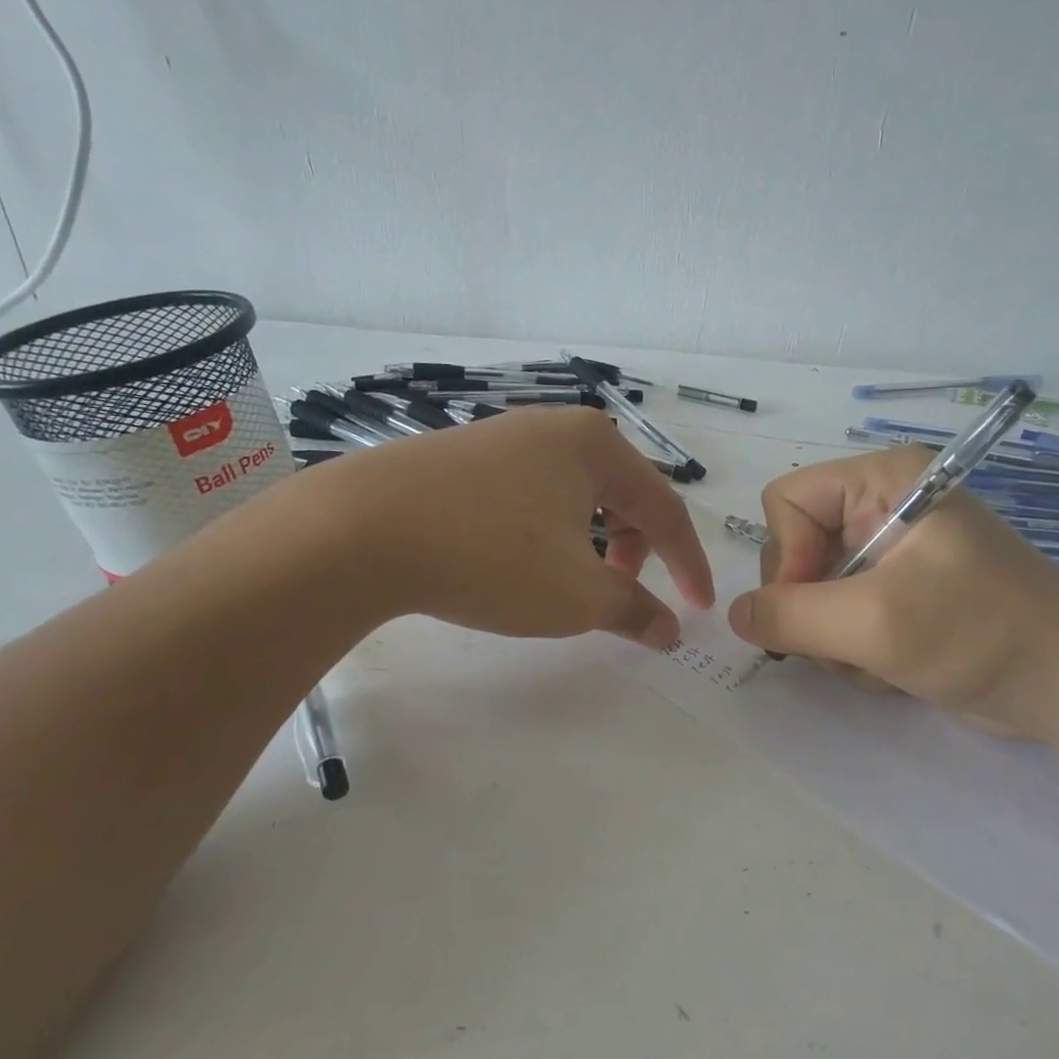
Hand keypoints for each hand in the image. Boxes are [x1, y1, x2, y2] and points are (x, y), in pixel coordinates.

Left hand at [320, 407, 714, 647]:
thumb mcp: (577, 595)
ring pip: (574, 496)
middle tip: (623, 595)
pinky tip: (519, 560)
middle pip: (621, 495)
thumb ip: (634, 610)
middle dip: (636, 551)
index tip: (697, 609)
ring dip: (590, 543)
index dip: (688, 564)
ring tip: (570, 581)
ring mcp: (504, 436)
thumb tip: (669, 630)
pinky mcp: (462, 456)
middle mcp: (555, 428)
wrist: (360, 530)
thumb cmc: (492, 556)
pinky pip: (530, 494)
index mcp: (597, 446)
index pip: (666, 509)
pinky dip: (547, 531)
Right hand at [725, 446, 1058, 737]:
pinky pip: (841, 617)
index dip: (786, 554)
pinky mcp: (899, 595)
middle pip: (795, 549)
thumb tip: (736, 615)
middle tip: (848, 643)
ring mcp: (891, 555)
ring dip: (833, 639)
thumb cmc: (979, 631)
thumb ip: (790, 615)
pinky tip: (892, 669)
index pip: (786, 500)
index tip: (813, 605)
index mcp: (882, 482)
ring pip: (812, 592)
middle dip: (812, 607)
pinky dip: (854, 651)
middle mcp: (882, 508)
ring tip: (878, 660)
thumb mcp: (874, 622)